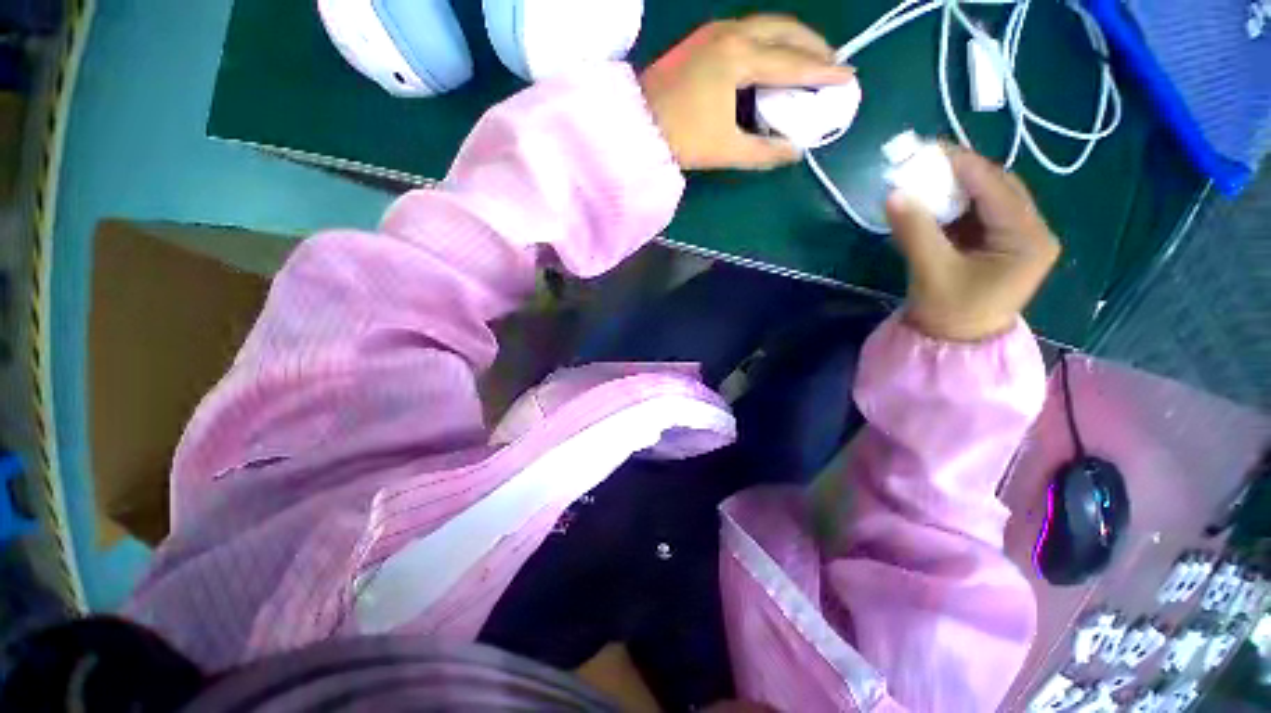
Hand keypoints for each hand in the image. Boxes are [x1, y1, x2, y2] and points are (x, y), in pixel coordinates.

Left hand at [639, 15, 853, 170]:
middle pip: (784, 30)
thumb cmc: (681, 137)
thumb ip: (764, 152)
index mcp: (739, 58)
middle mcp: (731, 33)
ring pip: (766, 25)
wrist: (635, 125)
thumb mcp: (726, 150)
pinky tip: (774, 55)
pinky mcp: (702, 38)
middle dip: (813, 45)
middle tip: (832, 63)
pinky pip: (748, 30)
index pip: (792, 63)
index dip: (822, 72)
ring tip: (809, 57)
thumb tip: (795, 152)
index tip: (849, 77)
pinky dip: (769, 40)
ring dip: (792, 38)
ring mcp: (714, 31)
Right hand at [885, 148, 1059, 341]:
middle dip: (960, 171)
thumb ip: (914, 231)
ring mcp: (1018, 237)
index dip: (961, 165)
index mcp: (1027, 237)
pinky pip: (980, 212)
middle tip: (924, 160)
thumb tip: (893, 194)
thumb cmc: (951, 312)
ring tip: (926, 176)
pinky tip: (934, 200)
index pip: (996, 187)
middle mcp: (1032, 230)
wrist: (956, 343)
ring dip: (957, 186)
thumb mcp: (931, 271)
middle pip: (997, 186)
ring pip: (989, 197)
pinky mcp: (1001, 243)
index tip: (927, 148)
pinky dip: (956, 204)